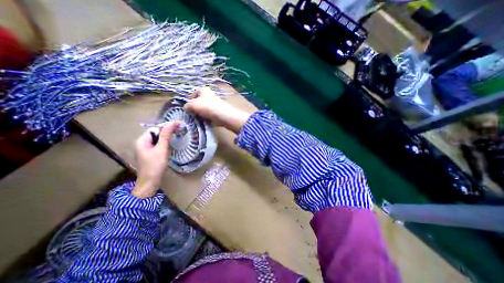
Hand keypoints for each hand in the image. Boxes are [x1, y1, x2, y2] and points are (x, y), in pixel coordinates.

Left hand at [132, 120, 180, 197]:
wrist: (151, 182)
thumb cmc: (155, 165)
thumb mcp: (162, 149)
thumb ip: (166, 136)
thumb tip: (171, 123)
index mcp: (142, 140)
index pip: (155, 128)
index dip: (166, 125)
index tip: (178, 124)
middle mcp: (143, 143)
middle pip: (157, 133)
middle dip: (167, 130)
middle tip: (180, 129)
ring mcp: (147, 149)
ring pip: (159, 139)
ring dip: (167, 136)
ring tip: (178, 134)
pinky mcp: (152, 153)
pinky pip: (159, 144)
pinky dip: (166, 142)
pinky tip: (172, 143)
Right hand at [185, 87, 250, 133]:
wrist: (224, 116)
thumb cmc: (208, 107)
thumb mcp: (193, 104)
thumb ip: (187, 106)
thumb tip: (186, 108)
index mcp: (203, 90)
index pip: (192, 95)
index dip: (189, 101)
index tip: (187, 109)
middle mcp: (209, 96)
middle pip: (198, 103)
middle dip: (195, 109)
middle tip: (192, 115)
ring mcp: (215, 104)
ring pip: (204, 110)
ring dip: (200, 115)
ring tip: (198, 120)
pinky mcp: (218, 112)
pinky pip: (209, 116)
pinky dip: (207, 119)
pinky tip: (205, 122)